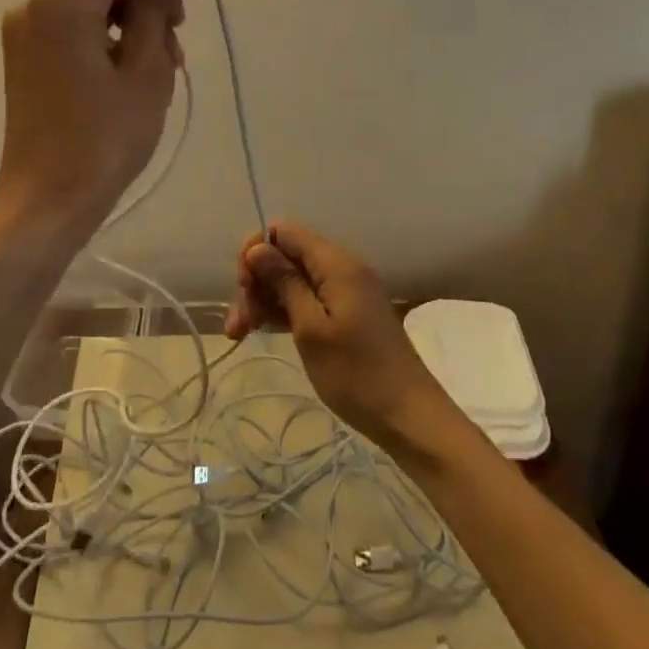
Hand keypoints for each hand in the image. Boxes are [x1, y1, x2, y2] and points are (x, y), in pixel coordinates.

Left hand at [0, 0, 203, 246]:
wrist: (47, 202)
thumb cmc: (104, 138)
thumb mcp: (145, 69)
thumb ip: (158, 6)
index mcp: (63, 2)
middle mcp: (36, 5)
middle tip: (186, 23)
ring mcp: (26, 31)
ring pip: (92, 2)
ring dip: (134, 16)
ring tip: (168, 57)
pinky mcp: (26, 56)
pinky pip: (75, 26)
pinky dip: (109, 34)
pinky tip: (137, 65)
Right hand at [225, 222, 457, 452]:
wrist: (409, 417)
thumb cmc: (356, 374)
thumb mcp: (311, 329)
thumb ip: (284, 283)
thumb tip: (257, 248)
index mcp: (336, 263)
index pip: (284, 232)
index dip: (257, 252)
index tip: (243, 288)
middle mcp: (342, 267)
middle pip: (287, 256)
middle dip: (258, 282)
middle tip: (239, 325)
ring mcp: (347, 290)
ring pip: (295, 279)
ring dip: (266, 300)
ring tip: (242, 334)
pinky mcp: (348, 312)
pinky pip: (309, 297)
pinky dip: (286, 310)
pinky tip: (265, 331)